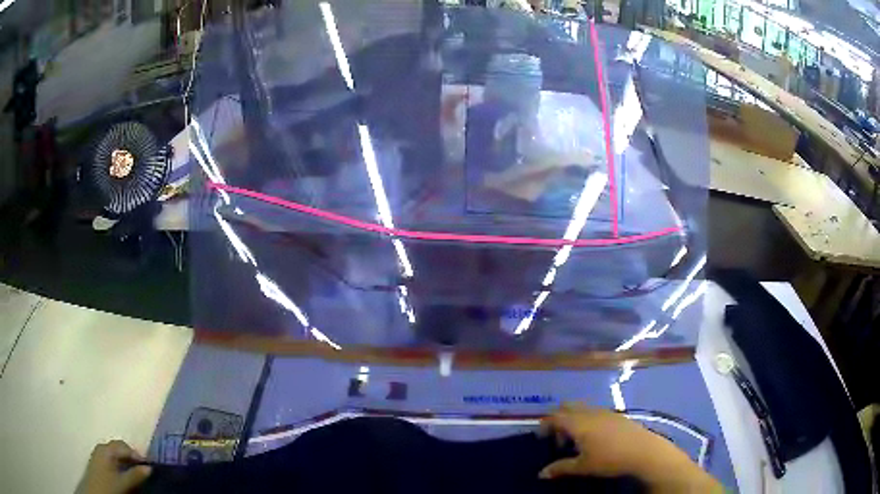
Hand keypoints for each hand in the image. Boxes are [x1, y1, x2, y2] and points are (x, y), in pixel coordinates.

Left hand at [75, 440, 151, 493]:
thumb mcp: (124, 483)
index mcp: (106, 449)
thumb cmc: (109, 486)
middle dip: (130, 456)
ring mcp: (97, 454)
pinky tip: (122, 473)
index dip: (136, 455)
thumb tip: (149, 468)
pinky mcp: (96, 461)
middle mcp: (100, 447)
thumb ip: (135, 475)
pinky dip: (118, 463)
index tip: (148, 465)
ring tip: (134, 471)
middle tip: (142, 468)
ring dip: (124, 460)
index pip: (124, 446)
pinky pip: (109, 458)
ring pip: (114, 453)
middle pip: (118, 447)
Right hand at [539, 403, 722, 492]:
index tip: (540, 437)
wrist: (644, 451)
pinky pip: (595, 412)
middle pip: (568, 407)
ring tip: (577, 441)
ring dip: (574, 420)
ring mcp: (605, 411)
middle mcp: (590, 412)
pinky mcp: (617, 415)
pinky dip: (588, 421)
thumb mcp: (582, 467)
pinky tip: (595, 439)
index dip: (545, 425)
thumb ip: (560, 468)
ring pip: (583, 409)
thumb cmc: (610, 459)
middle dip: (559, 419)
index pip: (554, 417)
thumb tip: (541, 474)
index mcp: (578, 423)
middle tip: (559, 439)